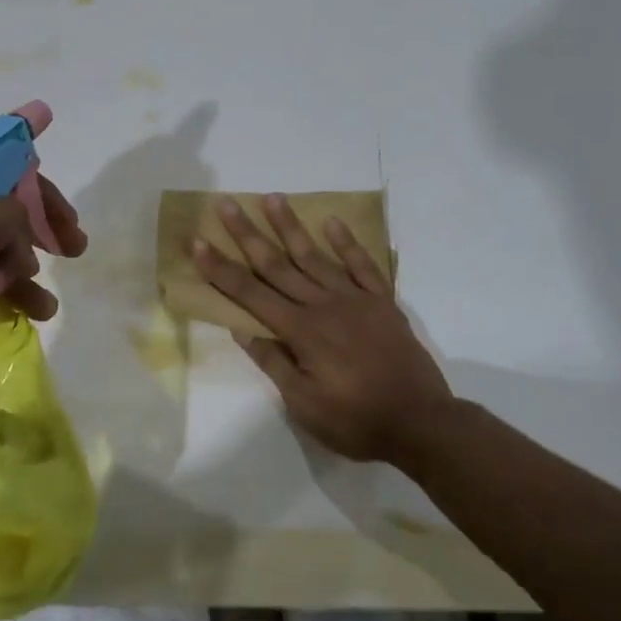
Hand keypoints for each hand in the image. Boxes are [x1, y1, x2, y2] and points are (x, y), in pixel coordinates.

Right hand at [191, 195, 450, 463]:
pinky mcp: (382, 302)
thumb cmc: (356, 420)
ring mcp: (355, 299)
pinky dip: (347, 243)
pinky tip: (332, 222)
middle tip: (227, 203)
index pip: (250, 294)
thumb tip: (242, 329)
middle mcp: (323, 305)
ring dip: (290, 226)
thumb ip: (274, 363)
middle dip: (247, 234)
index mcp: (300, 331)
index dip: (221, 269)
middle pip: (277, 264)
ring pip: (315, 256)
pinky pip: (362, 265)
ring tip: (272, 198)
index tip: (198, 243)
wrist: (421, 422)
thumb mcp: (305, 404)